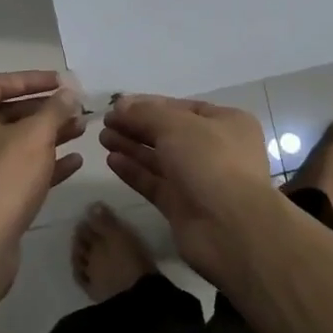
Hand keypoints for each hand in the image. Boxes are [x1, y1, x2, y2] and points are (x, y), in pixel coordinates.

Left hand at [0, 71, 86, 286]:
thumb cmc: (4, 179)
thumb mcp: (35, 136)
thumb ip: (55, 109)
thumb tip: (68, 91)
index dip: (32, 79)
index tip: (62, 82)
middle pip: (8, 113)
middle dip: (45, 110)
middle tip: (75, 108)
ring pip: (15, 143)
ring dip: (48, 135)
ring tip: (81, 130)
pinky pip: (16, 171)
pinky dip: (43, 164)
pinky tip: (74, 162)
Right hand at [100, 95, 279, 281]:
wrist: (229, 228)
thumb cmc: (210, 162)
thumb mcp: (177, 126)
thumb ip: (145, 114)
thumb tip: (119, 106)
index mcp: (226, 123)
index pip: (182, 107)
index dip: (149, 105)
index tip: (119, 105)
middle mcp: (215, 149)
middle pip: (169, 133)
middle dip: (137, 126)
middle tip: (105, 122)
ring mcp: (198, 179)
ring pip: (160, 158)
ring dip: (132, 146)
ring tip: (103, 138)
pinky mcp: (183, 206)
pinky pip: (155, 183)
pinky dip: (135, 171)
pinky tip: (111, 160)